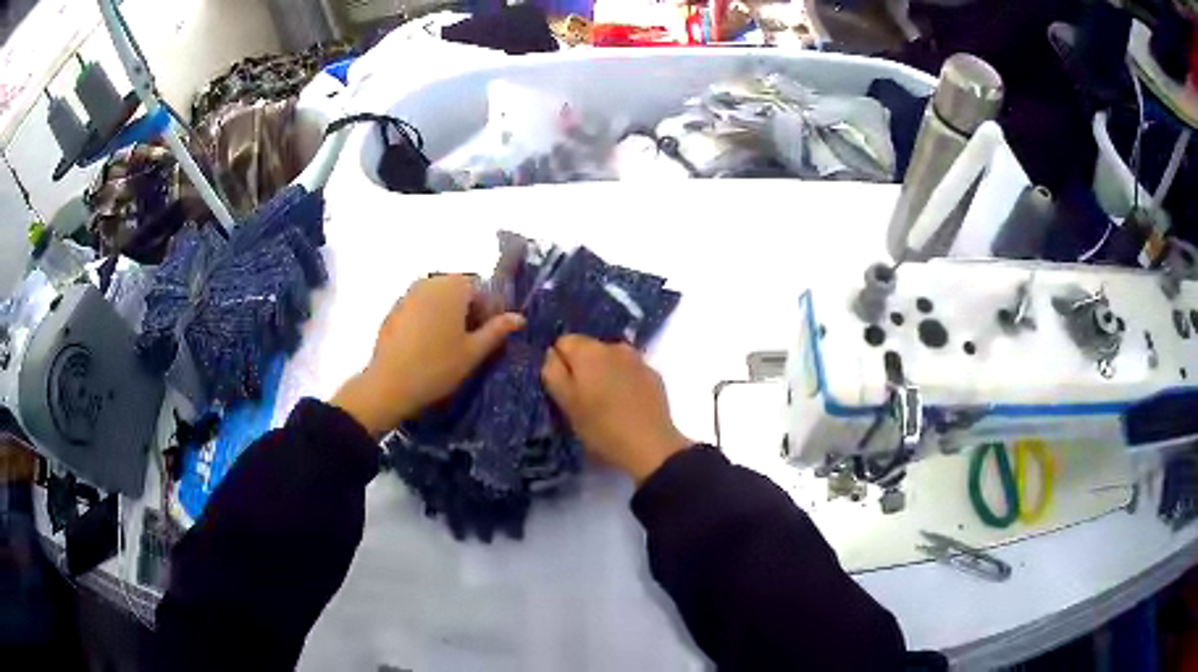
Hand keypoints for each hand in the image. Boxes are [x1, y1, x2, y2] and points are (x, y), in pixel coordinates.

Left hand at [332, 275, 524, 437]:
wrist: (389, 384)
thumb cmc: (437, 366)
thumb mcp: (473, 351)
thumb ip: (497, 330)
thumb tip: (519, 318)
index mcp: (452, 286)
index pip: (480, 289)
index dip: (488, 311)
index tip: (487, 336)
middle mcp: (429, 282)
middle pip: (458, 290)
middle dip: (467, 311)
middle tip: (470, 342)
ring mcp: (408, 294)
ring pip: (437, 299)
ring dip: (447, 315)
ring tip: (448, 346)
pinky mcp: (394, 310)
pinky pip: (419, 308)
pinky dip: (428, 320)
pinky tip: (426, 347)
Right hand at [542, 335, 691, 483]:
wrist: (650, 447)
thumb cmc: (601, 427)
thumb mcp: (566, 404)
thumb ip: (553, 372)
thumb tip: (552, 353)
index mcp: (588, 350)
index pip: (563, 342)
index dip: (558, 363)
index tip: (562, 388)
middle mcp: (614, 346)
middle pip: (588, 349)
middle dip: (581, 367)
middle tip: (581, 398)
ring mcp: (638, 359)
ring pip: (610, 359)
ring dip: (604, 373)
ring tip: (604, 403)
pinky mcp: (653, 375)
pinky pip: (629, 371)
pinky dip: (624, 381)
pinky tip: (625, 404)